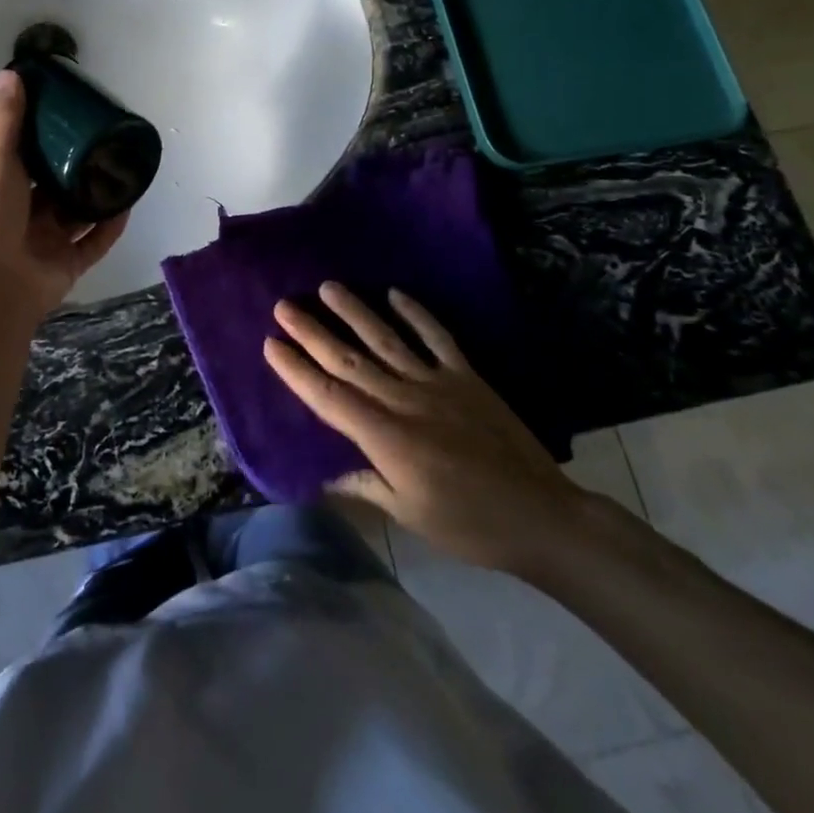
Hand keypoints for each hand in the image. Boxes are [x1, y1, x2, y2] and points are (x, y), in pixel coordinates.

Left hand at [0, 70, 129, 334]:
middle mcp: (24, 215)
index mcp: (2, 190)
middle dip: (77, 168)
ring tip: (123, 169)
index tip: (71, 116)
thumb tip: (10, 72)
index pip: (26, 159)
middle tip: (106, 141)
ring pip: (77, 215)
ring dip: (97, 196)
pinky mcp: (68, 265)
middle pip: (55, 187)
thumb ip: (7, 123)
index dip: (46, 139)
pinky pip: (94, 242)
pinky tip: (127, 205)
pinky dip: (110, 226)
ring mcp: (47, 242)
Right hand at [266, 283, 589, 575]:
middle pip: (349, 360)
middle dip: (312, 332)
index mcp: (385, 437)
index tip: (271, 344)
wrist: (542, 517)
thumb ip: (366, 487)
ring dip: (354, 312)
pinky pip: (437, 337)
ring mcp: (436, 383)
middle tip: (284, 306)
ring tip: (328, 287)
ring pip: (386, 339)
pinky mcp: (466, 376)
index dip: (297, 370)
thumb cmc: (469, 525)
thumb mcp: (409, 515)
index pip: (329, 396)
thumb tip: (327, 476)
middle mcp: (403, 400)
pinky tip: (395, 294)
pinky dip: (416, 314)